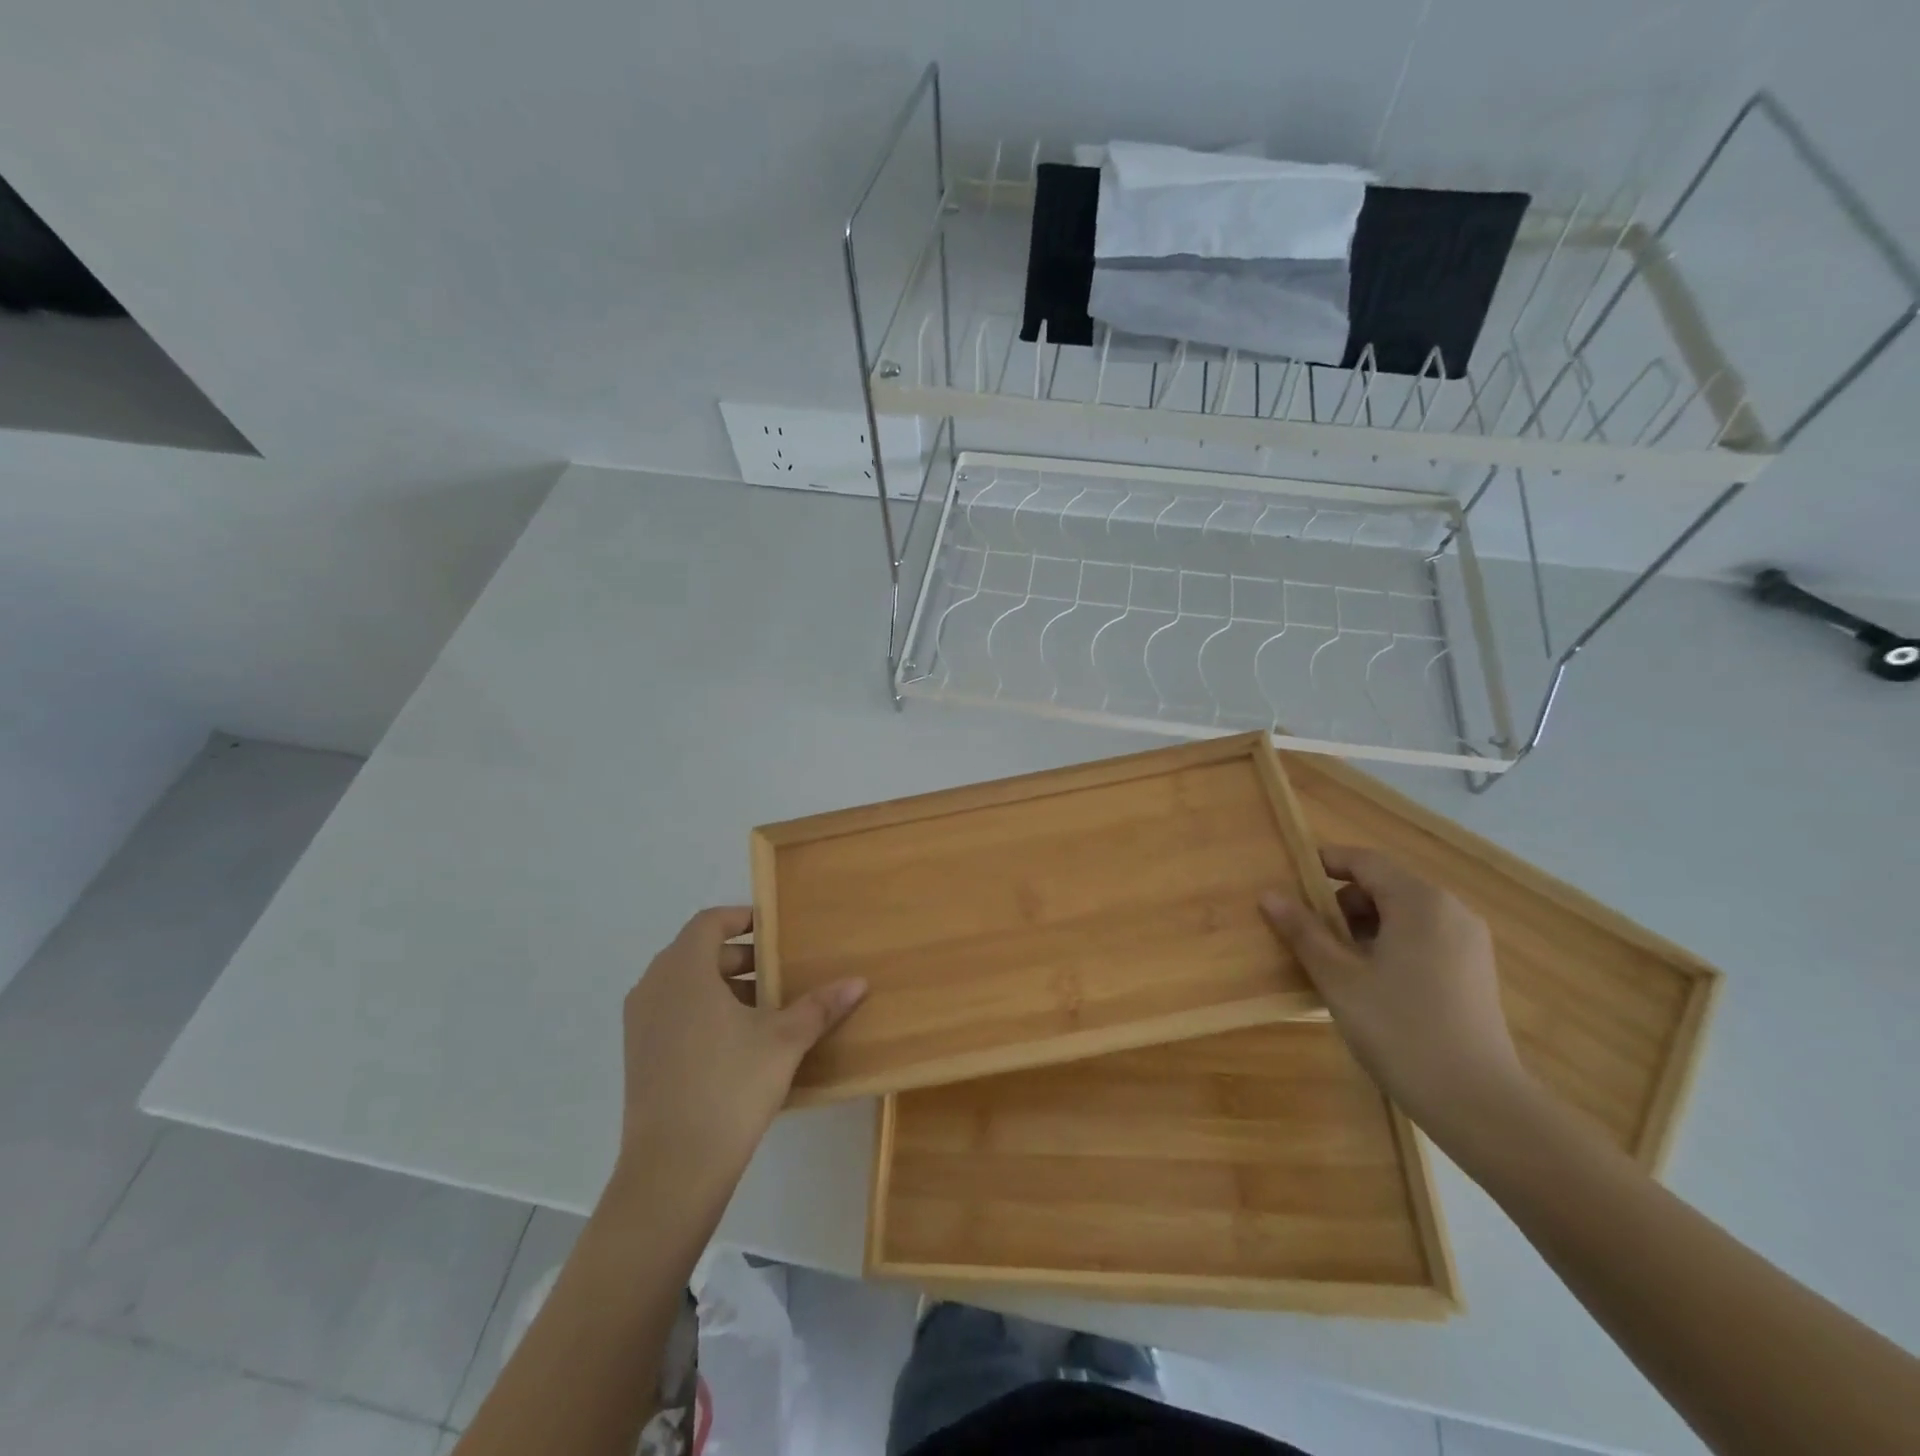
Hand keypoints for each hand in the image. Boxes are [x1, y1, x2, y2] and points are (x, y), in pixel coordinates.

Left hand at [615, 907, 865, 1191]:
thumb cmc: (730, 1087)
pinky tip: (738, 1042)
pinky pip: (673, 1012)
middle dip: (741, 957)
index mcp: (684, 970)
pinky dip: (704, 1011)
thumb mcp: (784, 1041)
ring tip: (766, 1008)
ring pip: (685, 984)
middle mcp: (654, 986)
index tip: (775, 931)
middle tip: (780, 972)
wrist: (672, 1170)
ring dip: (724, 986)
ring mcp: (640, 1023)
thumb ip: (820, 1006)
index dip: (743, 919)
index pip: (710, 922)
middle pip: (698, 952)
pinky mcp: (638, 1055)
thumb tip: (859, 982)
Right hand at [1260, 847, 1532, 1136]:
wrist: (1479, 1104)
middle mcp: (1451, 910)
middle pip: (1384, 886)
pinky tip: (1371, 983)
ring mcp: (1468, 941)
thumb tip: (1269, 894)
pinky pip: (1422, 937)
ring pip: (1403, 914)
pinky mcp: (1474, 970)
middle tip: (1308, 933)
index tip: (1290, 877)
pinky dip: (1390, 944)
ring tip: (1336, 963)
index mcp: (1420, 902)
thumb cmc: (1400, 1030)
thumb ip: (1303, 931)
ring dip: (1364, 926)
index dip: (1325, 862)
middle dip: (1342, 902)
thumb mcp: (1339, 979)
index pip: (1365, 861)